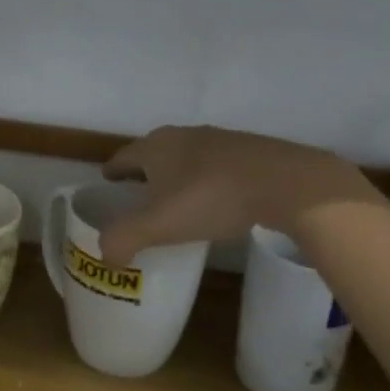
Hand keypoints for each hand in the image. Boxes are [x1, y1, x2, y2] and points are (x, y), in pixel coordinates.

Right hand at [97, 125, 383, 264]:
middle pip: (154, 152)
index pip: (123, 156)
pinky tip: (215, 199)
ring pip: (186, 156)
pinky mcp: (249, 150)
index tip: (107, 182)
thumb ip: (125, 239)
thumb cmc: (211, 198)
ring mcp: (219, 139)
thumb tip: (105, 254)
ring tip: (176, 199)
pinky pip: (215, 165)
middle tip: (137, 194)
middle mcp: (184, 135)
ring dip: (176, 174)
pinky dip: (205, 179)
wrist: (284, 182)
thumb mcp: (159, 224)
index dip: (113, 171)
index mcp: (156, 147)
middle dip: (144, 171)